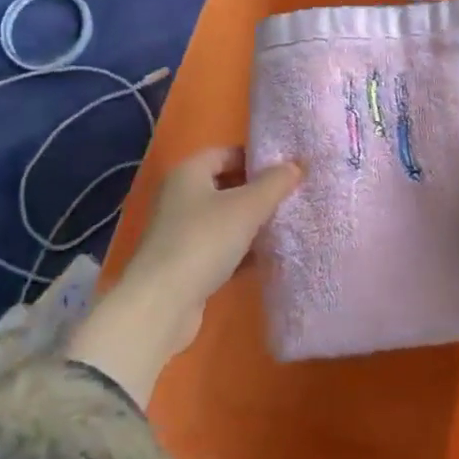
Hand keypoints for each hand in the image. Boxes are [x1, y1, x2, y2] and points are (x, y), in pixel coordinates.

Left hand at [64, 149, 301, 404]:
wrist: (162, 304)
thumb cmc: (204, 241)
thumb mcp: (248, 206)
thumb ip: (275, 183)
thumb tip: (296, 165)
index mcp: (189, 173)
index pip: (227, 153)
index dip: (257, 159)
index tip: (287, 170)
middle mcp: (180, 197)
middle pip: (226, 185)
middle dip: (258, 192)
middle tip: (292, 197)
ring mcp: (180, 232)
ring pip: (224, 219)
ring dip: (252, 223)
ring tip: (286, 226)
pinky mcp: (185, 264)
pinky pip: (220, 248)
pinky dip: (242, 250)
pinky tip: (267, 257)